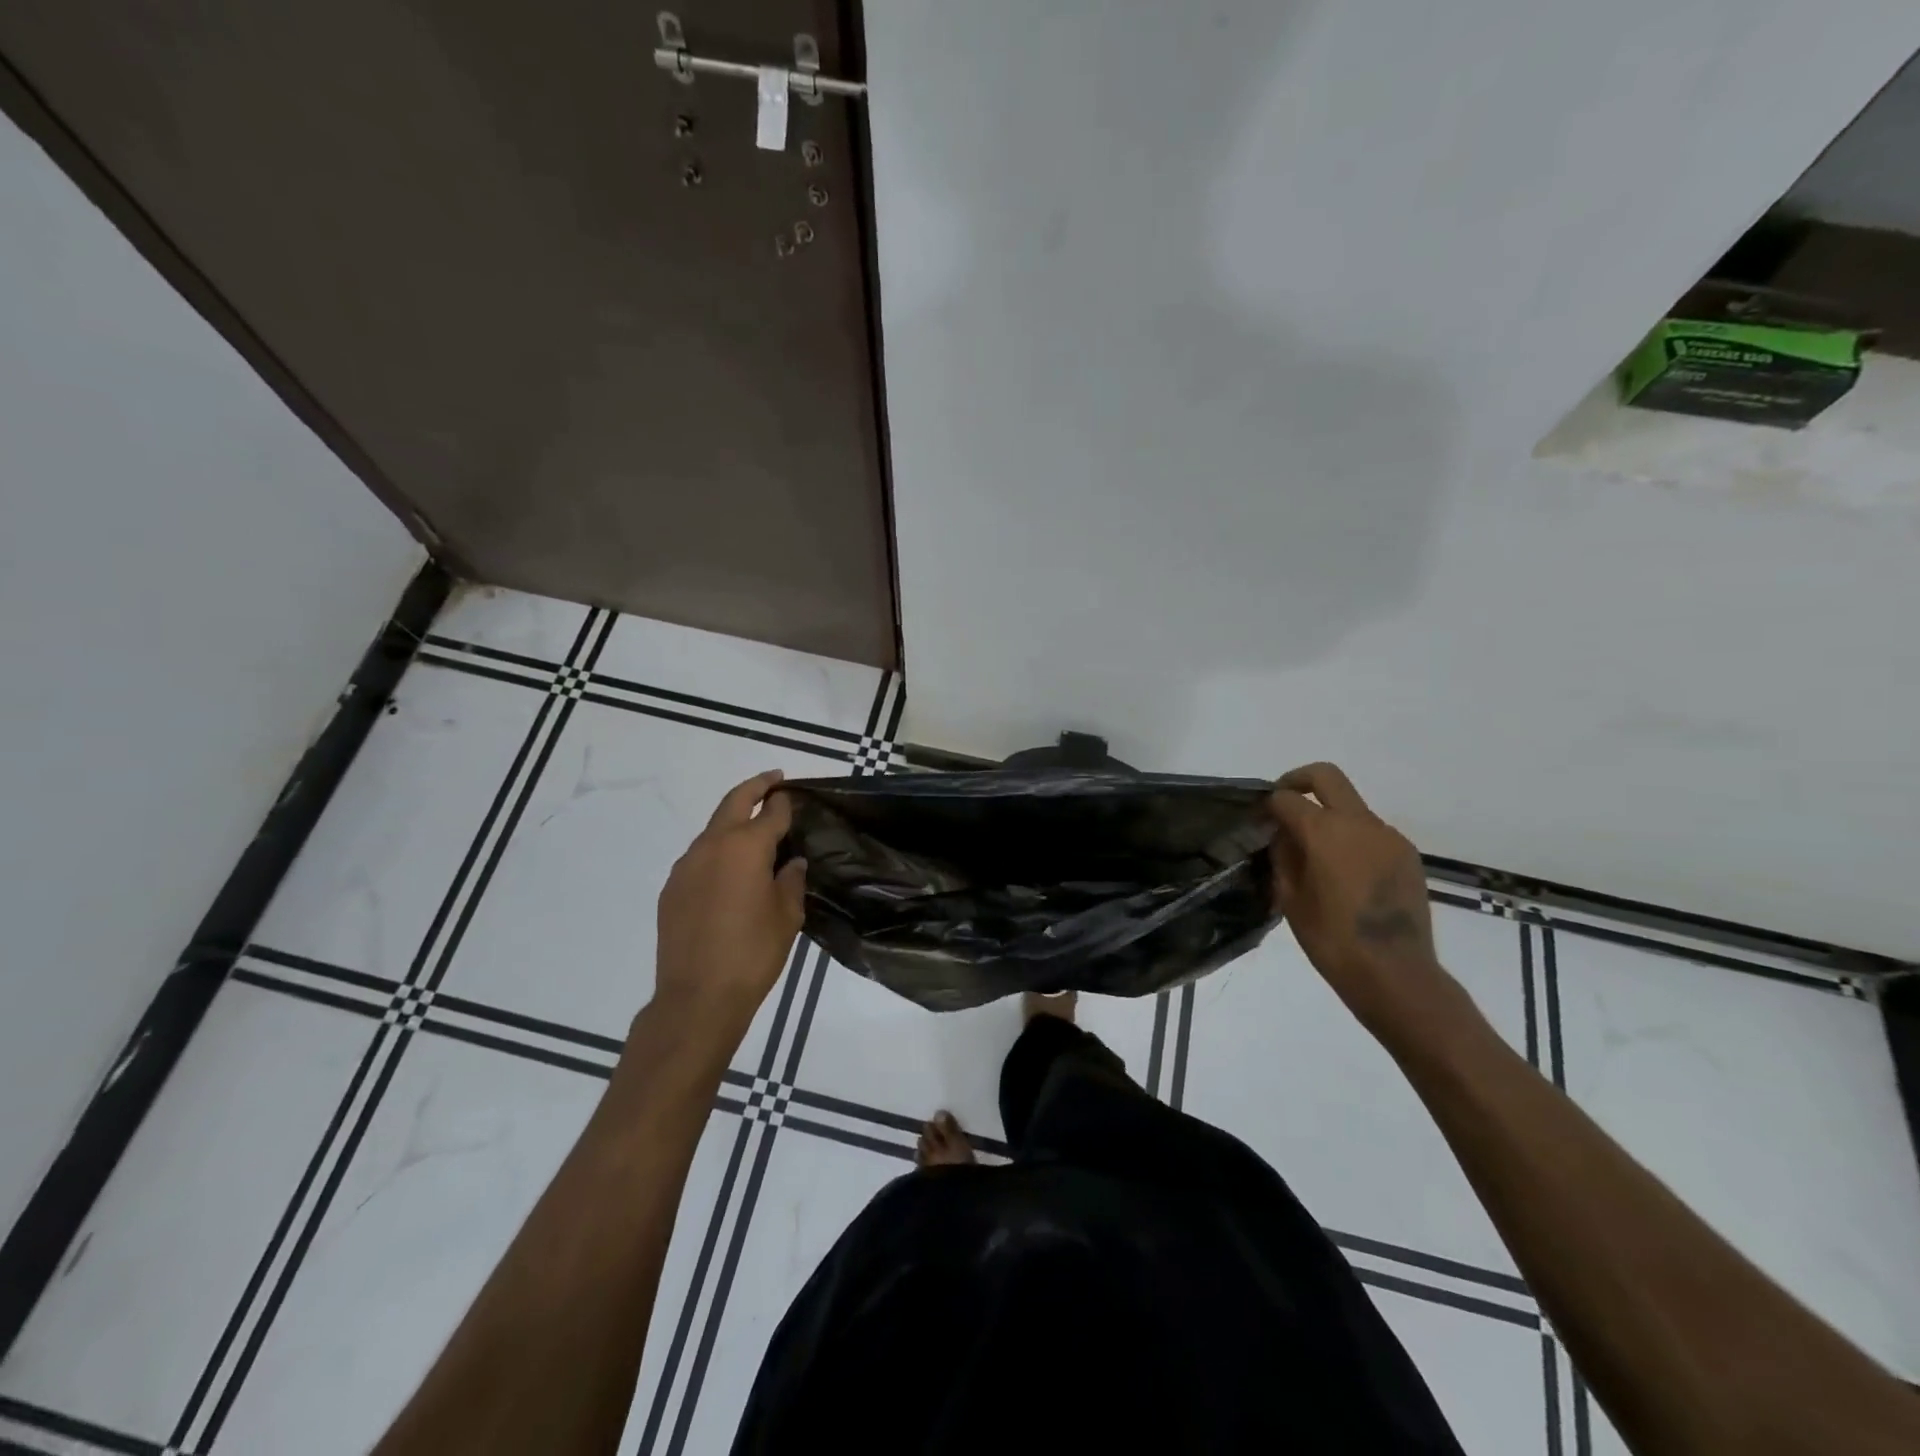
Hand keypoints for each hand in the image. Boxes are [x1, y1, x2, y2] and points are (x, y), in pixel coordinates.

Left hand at [652, 770, 805, 1044]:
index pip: (771, 811)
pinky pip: (699, 856)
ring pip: (713, 828)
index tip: (795, 796)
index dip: (785, 802)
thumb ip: (791, 881)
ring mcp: (686, 865)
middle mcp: (712, 845)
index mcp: (746, 847)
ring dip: (733, 820)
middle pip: (735, 801)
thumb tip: (791, 863)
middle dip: (756, 787)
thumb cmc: (753, 954)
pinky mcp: (672, 887)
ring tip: (754, 831)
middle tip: (774, 780)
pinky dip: (717, 850)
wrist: (697, 996)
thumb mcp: (787, 916)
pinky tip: (729, 871)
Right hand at [1266, 763, 1449, 1033]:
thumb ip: (1283, 855)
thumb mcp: (1290, 897)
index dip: (1268, 805)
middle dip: (1298, 781)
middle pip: (1326, 777)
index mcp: (1325, 832)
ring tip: (1316, 854)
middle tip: (1283, 803)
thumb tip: (1281, 834)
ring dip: (1329, 816)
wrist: (1395, 974)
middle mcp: (1360, 823)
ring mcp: (1388, 837)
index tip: (1258, 821)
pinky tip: (1344, 873)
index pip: (1287, 798)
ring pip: (1351, 807)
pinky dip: (1351, 839)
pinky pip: (1371, 832)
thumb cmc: (1331, 940)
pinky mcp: (1407, 855)